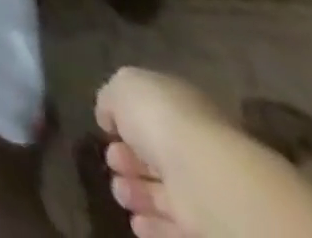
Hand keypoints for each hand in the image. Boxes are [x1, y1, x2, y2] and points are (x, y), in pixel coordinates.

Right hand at [95, 68, 227, 237]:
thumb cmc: (161, 118)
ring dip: (137, 194)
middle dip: (128, 160)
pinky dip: (153, 226)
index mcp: (176, 105)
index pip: (148, 113)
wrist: (207, 179)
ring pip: (162, 192)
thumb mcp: (122, 88)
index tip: (104, 130)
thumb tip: (108, 116)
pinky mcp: (204, 228)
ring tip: (120, 194)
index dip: (122, 121)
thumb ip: (110, 98)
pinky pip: (173, 227)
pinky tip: (136, 224)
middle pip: (154, 155)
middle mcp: (191, 145)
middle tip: (111, 163)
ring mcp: (200, 189)